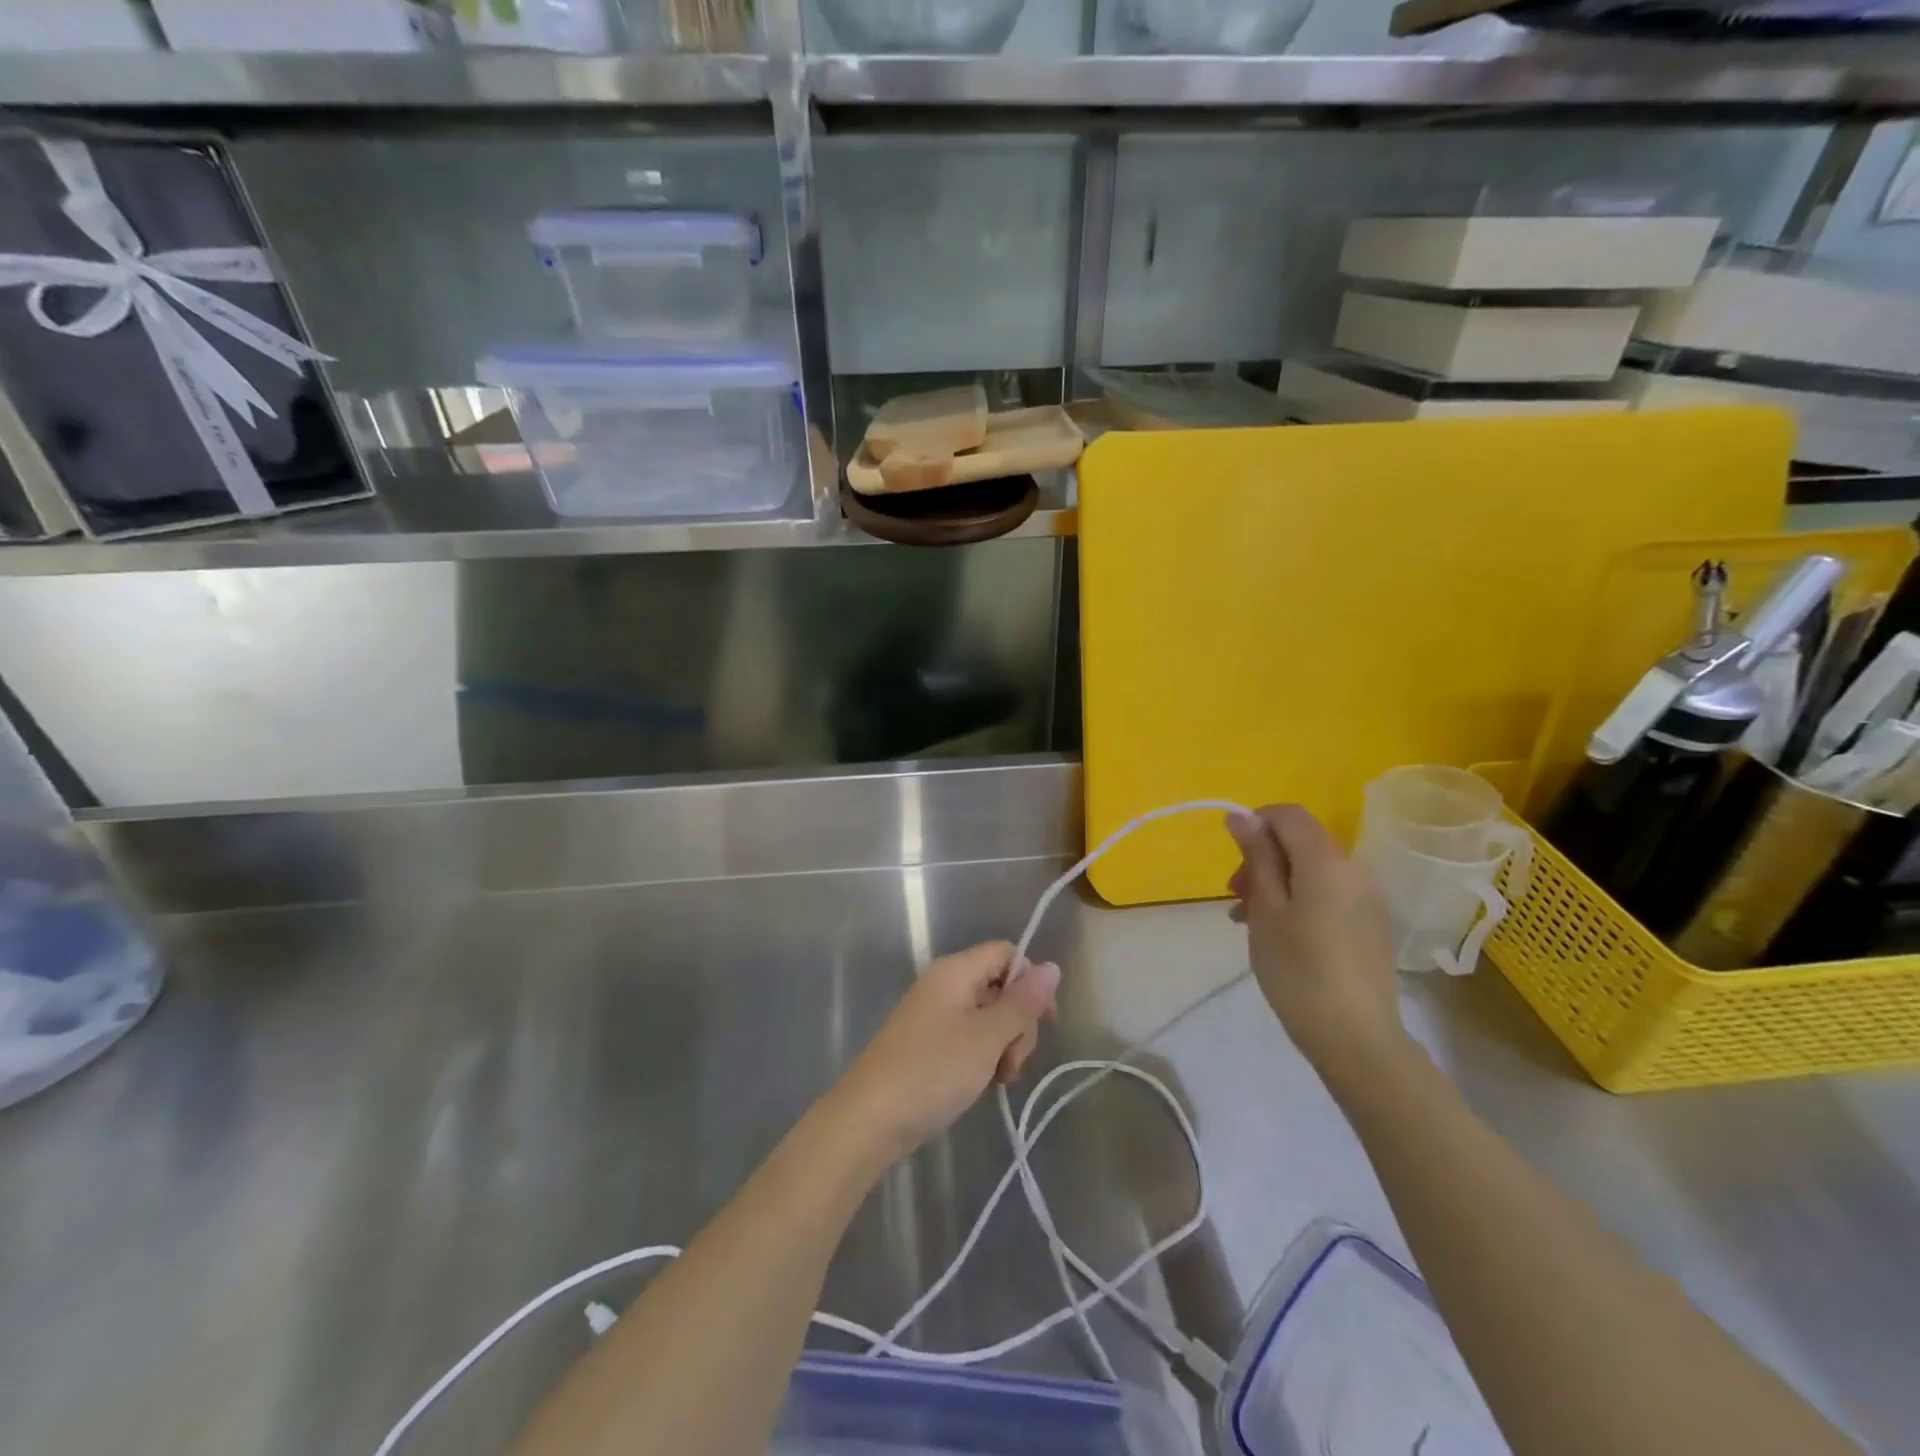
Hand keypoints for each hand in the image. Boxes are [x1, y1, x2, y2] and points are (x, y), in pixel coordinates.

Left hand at [827, 941, 1059, 1167]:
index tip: (1044, 1022)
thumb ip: (1023, 1003)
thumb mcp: (987, 1037)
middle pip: (999, 986)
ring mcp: (934, 1015)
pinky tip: (983, 1084)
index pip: (1006, 954)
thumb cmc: (933, 1070)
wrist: (869, 1119)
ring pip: (986, 1017)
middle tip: (1013, 1062)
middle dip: (1018, 1023)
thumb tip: (1052, 967)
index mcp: (956, 971)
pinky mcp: (928, 1044)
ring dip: (1002, 1045)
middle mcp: (944, 984)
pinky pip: (968, 1038)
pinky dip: (982, 1057)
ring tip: (998, 1079)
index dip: (1030, 982)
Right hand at [1226, 806, 1408, 1076]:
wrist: (1356, 1038)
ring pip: (1312, 870)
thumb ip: (1257, 858)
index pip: (1289, 815)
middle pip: (1301, 842)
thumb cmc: (1298, 970)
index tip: (1233, 857)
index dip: (1256, 823)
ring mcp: (1367, 899)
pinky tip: (1280, 935)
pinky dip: (1299, 900)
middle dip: (1262, 858)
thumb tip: (1241, 816)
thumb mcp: (1266, 910)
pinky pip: (1329, 894)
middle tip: (1235, 896)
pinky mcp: (1370, 925)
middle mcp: (1354, 870)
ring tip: (1249, 920)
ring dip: (1277, 882)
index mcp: (1326, 862)